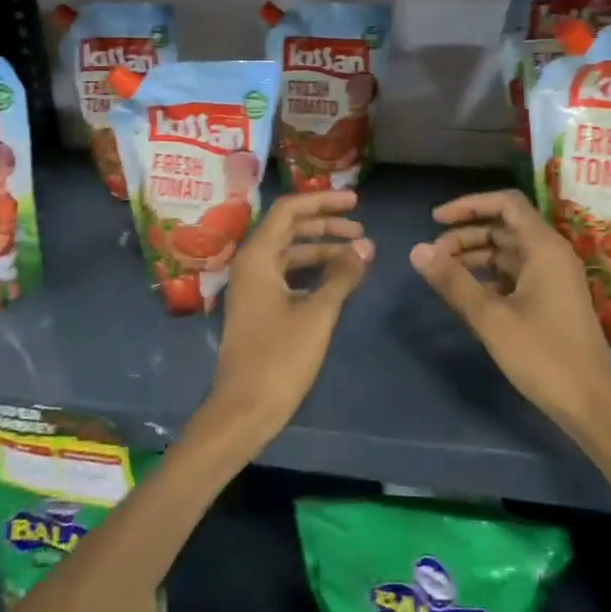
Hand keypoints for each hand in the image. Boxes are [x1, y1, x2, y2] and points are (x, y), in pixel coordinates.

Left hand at [196, 191, 373, 450]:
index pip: (289, 210)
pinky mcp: (258, 307)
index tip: (355, 202)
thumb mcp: (318, 313)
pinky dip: (312, 271)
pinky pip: (287, 274)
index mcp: (258, 256)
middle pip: (289, 229)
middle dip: (325, 225)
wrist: (244, 409)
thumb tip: (367, 245)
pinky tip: (337, 279)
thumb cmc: (279, 357)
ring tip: (357, 254)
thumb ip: (342, 275)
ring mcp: (252, 286)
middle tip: (361, 229)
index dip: (322, 201)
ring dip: (321, 249)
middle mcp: (251, 264)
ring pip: (289, 253)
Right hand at [410, 189, 610, 432]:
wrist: (592, 406)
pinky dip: (490, 275)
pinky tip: (469, 294)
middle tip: (433, 256)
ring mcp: (554, 277)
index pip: (506, 203)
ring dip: (476, 255)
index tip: (435, 220)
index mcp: (544, 247)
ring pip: (509, 251)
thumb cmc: (544, 356)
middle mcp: (552, 254)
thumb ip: (453, 281)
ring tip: (444, 274)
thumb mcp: (491, 318)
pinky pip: (516, 273)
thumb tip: (416, 249)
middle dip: (466, 234)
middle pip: (504, 226)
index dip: (469, 205)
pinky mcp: (552, 299)